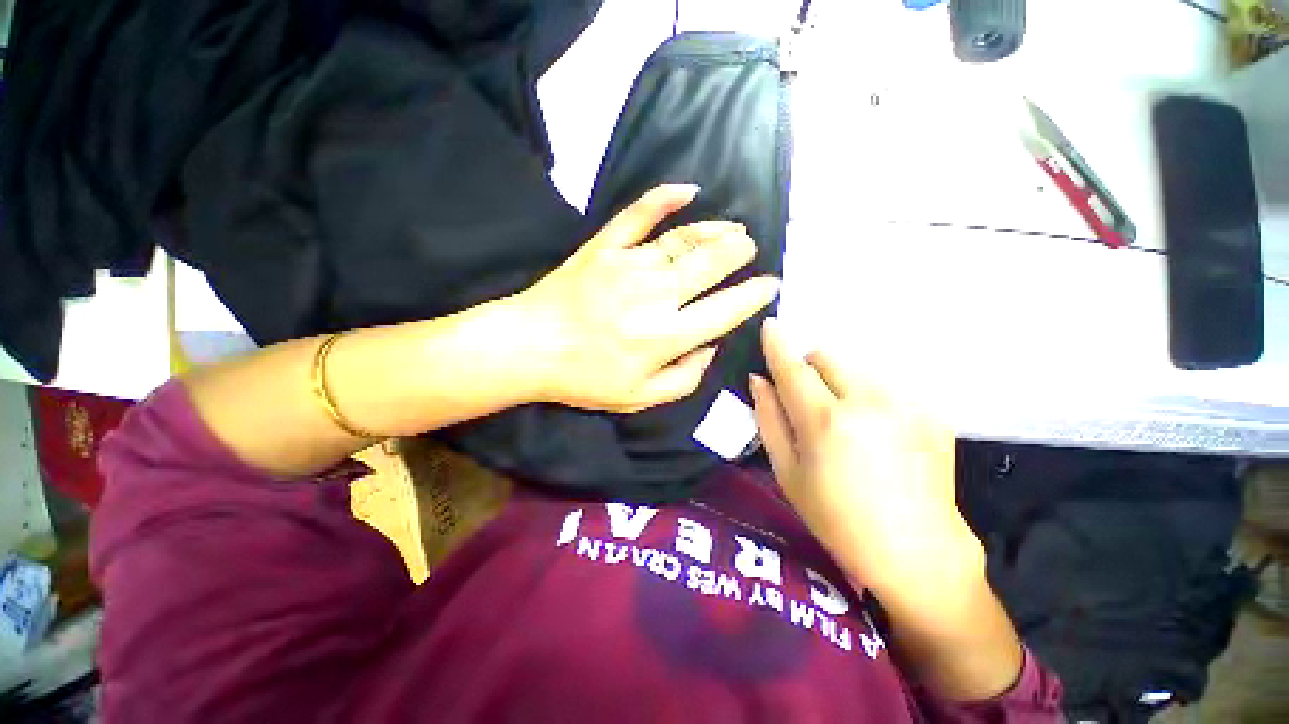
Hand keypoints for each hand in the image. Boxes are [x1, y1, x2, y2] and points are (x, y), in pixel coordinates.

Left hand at [517, 184, 780, 412]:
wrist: (529, 347)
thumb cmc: (584, 378)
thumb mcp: (639, 397)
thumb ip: (684, 379)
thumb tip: (710, 348)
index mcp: (667, 336)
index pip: (725, 310)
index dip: (753, 295)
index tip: (769, 284)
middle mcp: (656, 296)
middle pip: (711, 265)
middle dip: (738, 254)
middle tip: (749, 249)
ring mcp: (629, 265)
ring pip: (684, 241)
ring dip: (715, 232)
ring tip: (733, 229)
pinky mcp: (604, 247)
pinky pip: (638, 216)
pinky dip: (664, 199)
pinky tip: (686, 190)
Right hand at [749, 319, 983, 606]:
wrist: (917, 552)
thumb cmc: (836, 518)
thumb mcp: (787, 473)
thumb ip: (769, 419)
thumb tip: (759, 381)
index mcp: (826, 420)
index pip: (792, 367)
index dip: (777, 344)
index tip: (770, 325)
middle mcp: (867, 401)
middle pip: (827, 357)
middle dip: (810, 369)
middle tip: (808, 402)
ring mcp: (905, 405)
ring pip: (857, 370)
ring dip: (840, 384)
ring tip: (847, 425)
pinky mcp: (930, 414)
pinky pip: (885, 389)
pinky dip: (870, 400)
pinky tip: (878, 438)